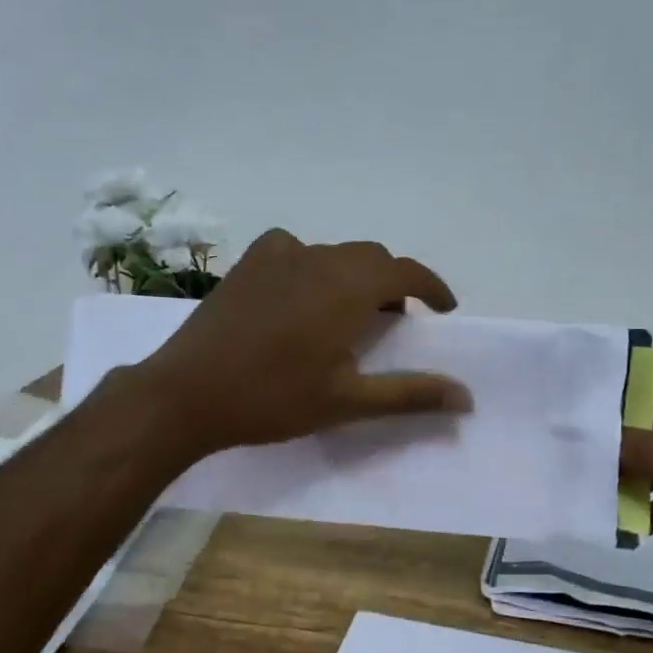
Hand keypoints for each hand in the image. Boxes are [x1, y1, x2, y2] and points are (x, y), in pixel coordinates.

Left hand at [134, 229, 470, 455]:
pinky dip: (313, 268)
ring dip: (354, 278)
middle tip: (394, 326)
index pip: (406, 271)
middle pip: (371, 259)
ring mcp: (278, 255)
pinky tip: (300, 297)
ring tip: (348, 316)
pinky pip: (294, 251)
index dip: (432, 287)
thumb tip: (466, 396)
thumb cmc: (273, 399)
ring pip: (334, 255)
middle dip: (393, 286)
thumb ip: (410, 393)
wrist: (187, 393)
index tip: (444, 310)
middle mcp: (318, 257)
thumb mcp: (348, 401)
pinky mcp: (248, 263)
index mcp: (349, 286)